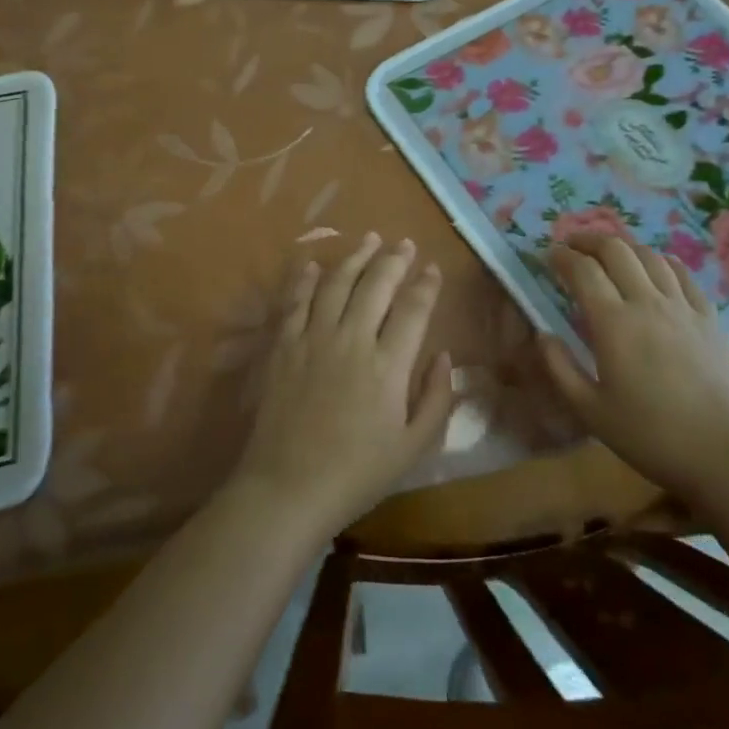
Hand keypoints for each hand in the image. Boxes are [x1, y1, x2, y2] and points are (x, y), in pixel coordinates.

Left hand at [231, 234, 455, 540]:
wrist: (287, 488)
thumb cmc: (357, 474)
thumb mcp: (413, 448)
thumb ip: (436, 399)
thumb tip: (445, 356)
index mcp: (388, 366)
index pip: (413, 310)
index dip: (426, 285)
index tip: (433, 268)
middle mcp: (352, 340)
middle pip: (376, 285)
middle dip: (394, 260)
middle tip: (405, 244)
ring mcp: (313, 339)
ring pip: (337, 283)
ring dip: (355, 258)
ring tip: (370, 239)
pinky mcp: (284, 346)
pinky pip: (296, 301)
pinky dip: (305, 279)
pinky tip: (313, 264)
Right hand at [539, 234, 728, 498]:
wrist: (726, 456)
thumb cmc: (651, 436)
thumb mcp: (590, 412)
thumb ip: (559, 368)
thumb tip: (542, 333)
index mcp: (614, 323)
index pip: (583, 270)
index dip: (562, 256)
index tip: (548, 254)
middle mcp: (647, 302)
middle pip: (616, 250)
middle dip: (589, 240)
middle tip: (572, 246)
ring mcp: (683, 306)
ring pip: (649, 255)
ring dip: (623, 246)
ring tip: (608, 253)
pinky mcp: (709, 317)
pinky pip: (682, 273)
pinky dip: (660, 260)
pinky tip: (655, 266)